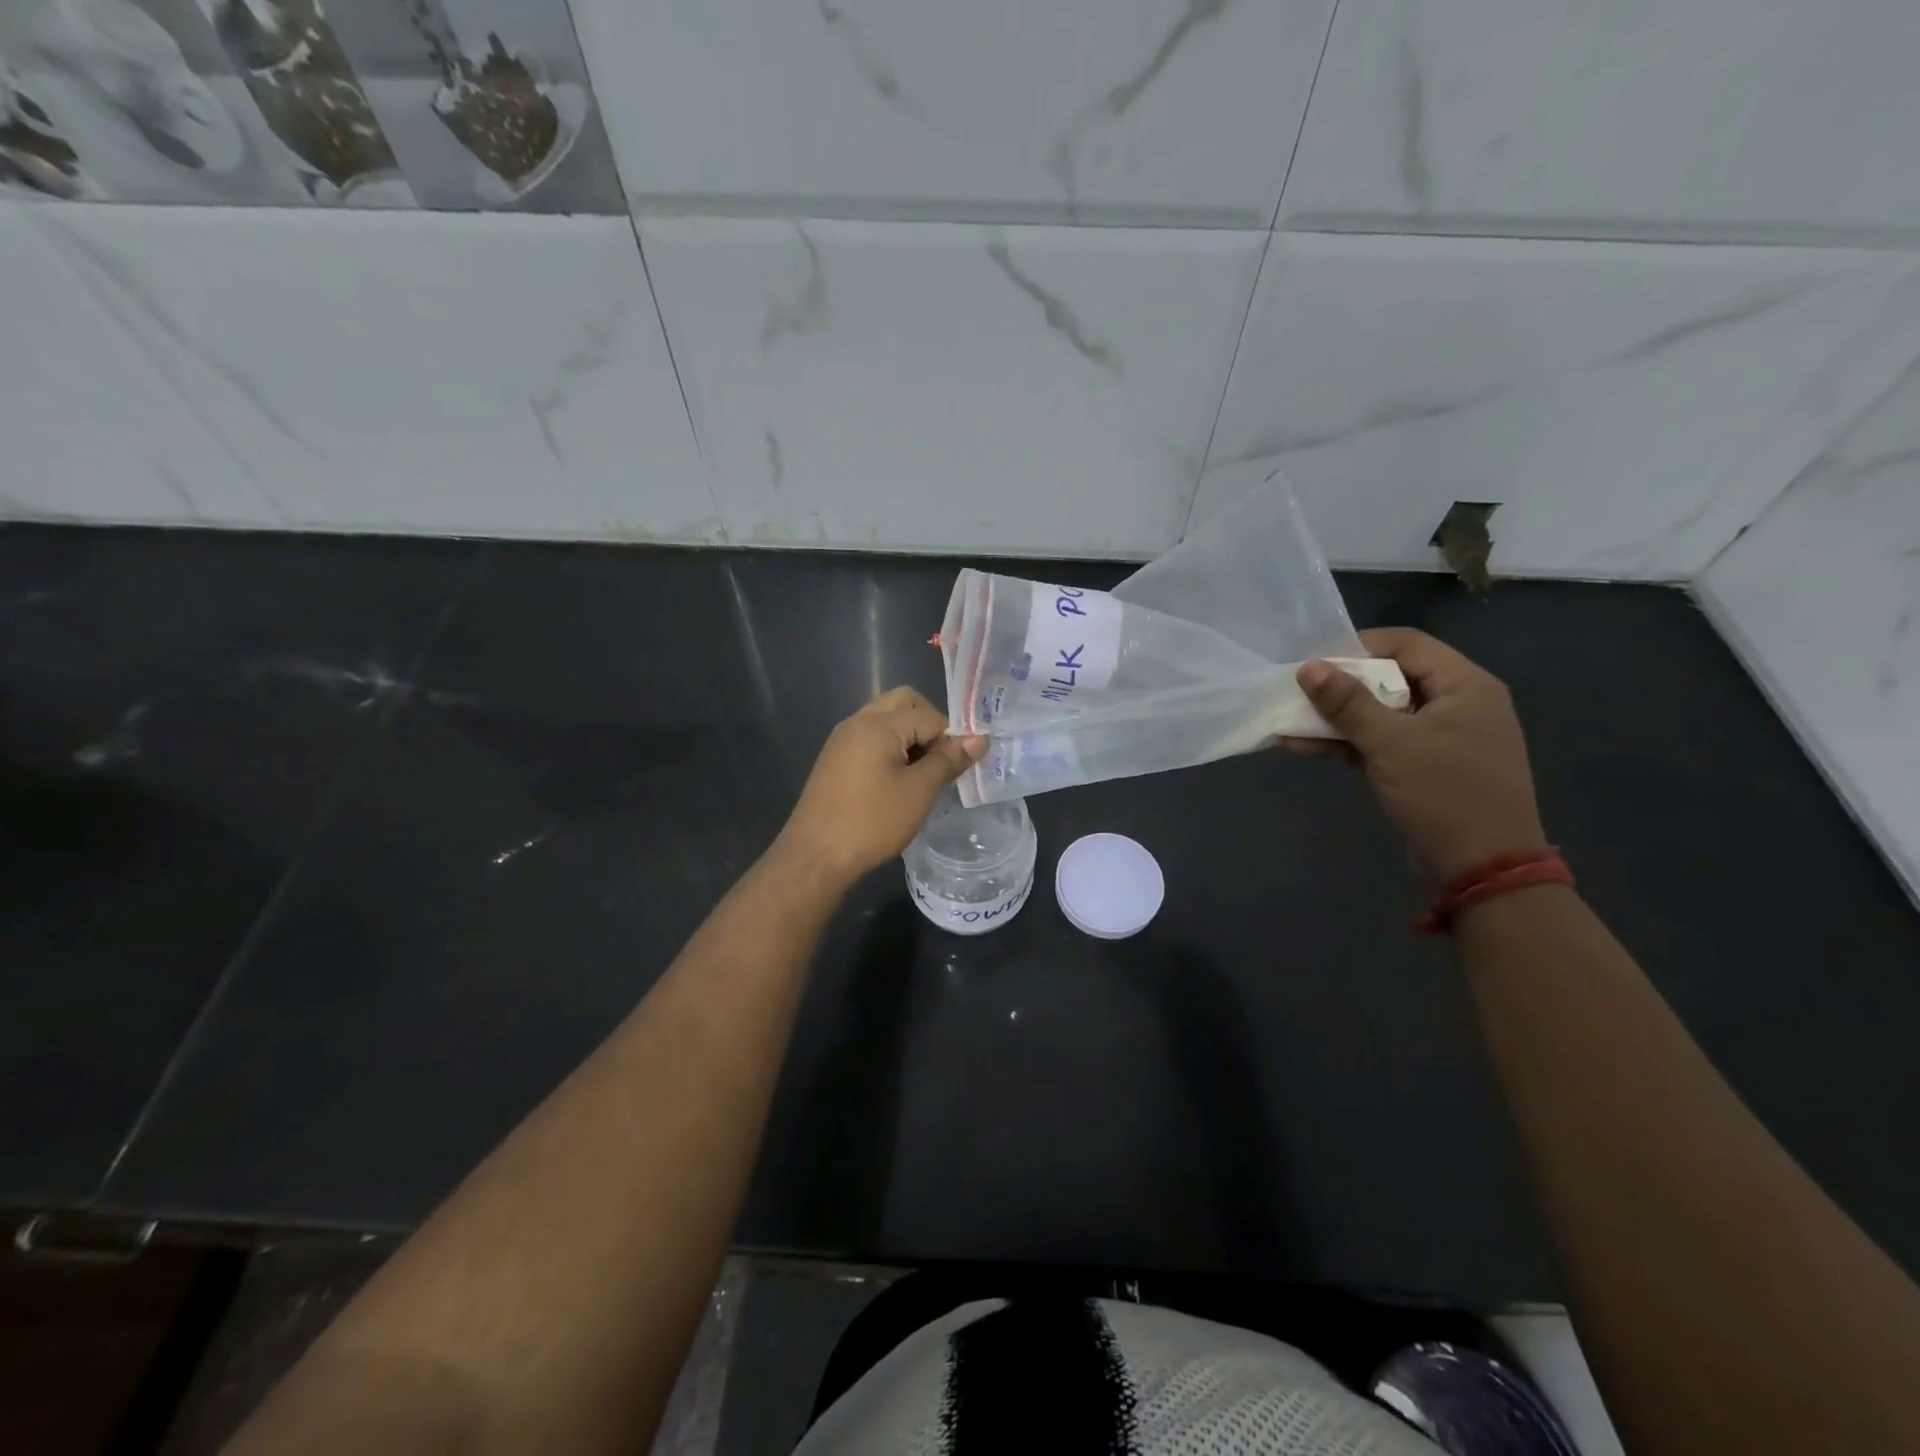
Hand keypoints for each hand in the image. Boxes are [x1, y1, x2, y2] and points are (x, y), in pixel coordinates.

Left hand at [771, 687, 986, 889]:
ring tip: (923, 775)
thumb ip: (949, 760)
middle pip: (903, 703)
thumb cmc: (872, 822)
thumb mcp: (919, 791)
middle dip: (929, 725)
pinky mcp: (835, 760)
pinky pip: (871, 739)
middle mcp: (857, 722)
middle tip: (942, 761)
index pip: (929, 714)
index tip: (960, 767)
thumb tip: (980, 739)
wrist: (815, 856)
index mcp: (878, 724)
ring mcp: (842, 740)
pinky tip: (898, 782)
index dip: (951, 737)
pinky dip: (891, 749)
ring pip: (886, 720)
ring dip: (910, 737)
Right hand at [1286, 628, 1548, 881]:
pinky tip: (1302, 745)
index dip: (1358, 647)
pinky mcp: (1424, 767)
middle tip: (1298, 691)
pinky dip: (1347, 743)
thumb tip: (1308, 668)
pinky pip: (1381, 743)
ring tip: (1288, 720)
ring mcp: (1441, 738)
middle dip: (1340, 685)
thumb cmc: (1444, 794)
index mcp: (1465, 685)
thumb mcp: (1391, 744)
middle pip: (1390, 678)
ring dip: (1337, 718)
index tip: (1315, 662)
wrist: (1482, 868)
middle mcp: (1457, 704)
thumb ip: (1348, 703)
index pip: (1407, 644)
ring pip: (1381, 714)